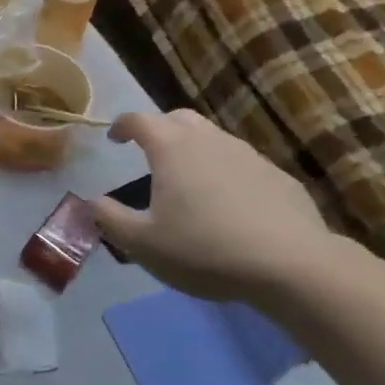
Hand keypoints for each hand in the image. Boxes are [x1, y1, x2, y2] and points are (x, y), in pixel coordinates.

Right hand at [89, 110, 331, 299]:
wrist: (291, 265)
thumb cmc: (205, 249)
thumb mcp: (144, 244)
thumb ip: (111, 220)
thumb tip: (92, 203)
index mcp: (171, 148)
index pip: (139, 120)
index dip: (122, 126)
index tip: (114, 138)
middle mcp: (208, 140)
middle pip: (179, 119)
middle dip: (160, 129)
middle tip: (151, 152)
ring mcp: (247, 155)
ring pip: (213, 139)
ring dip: (195, 150)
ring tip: (189, 181)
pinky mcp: (278, 177)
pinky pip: (242, 165)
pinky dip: (226, 174)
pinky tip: (229, 206)